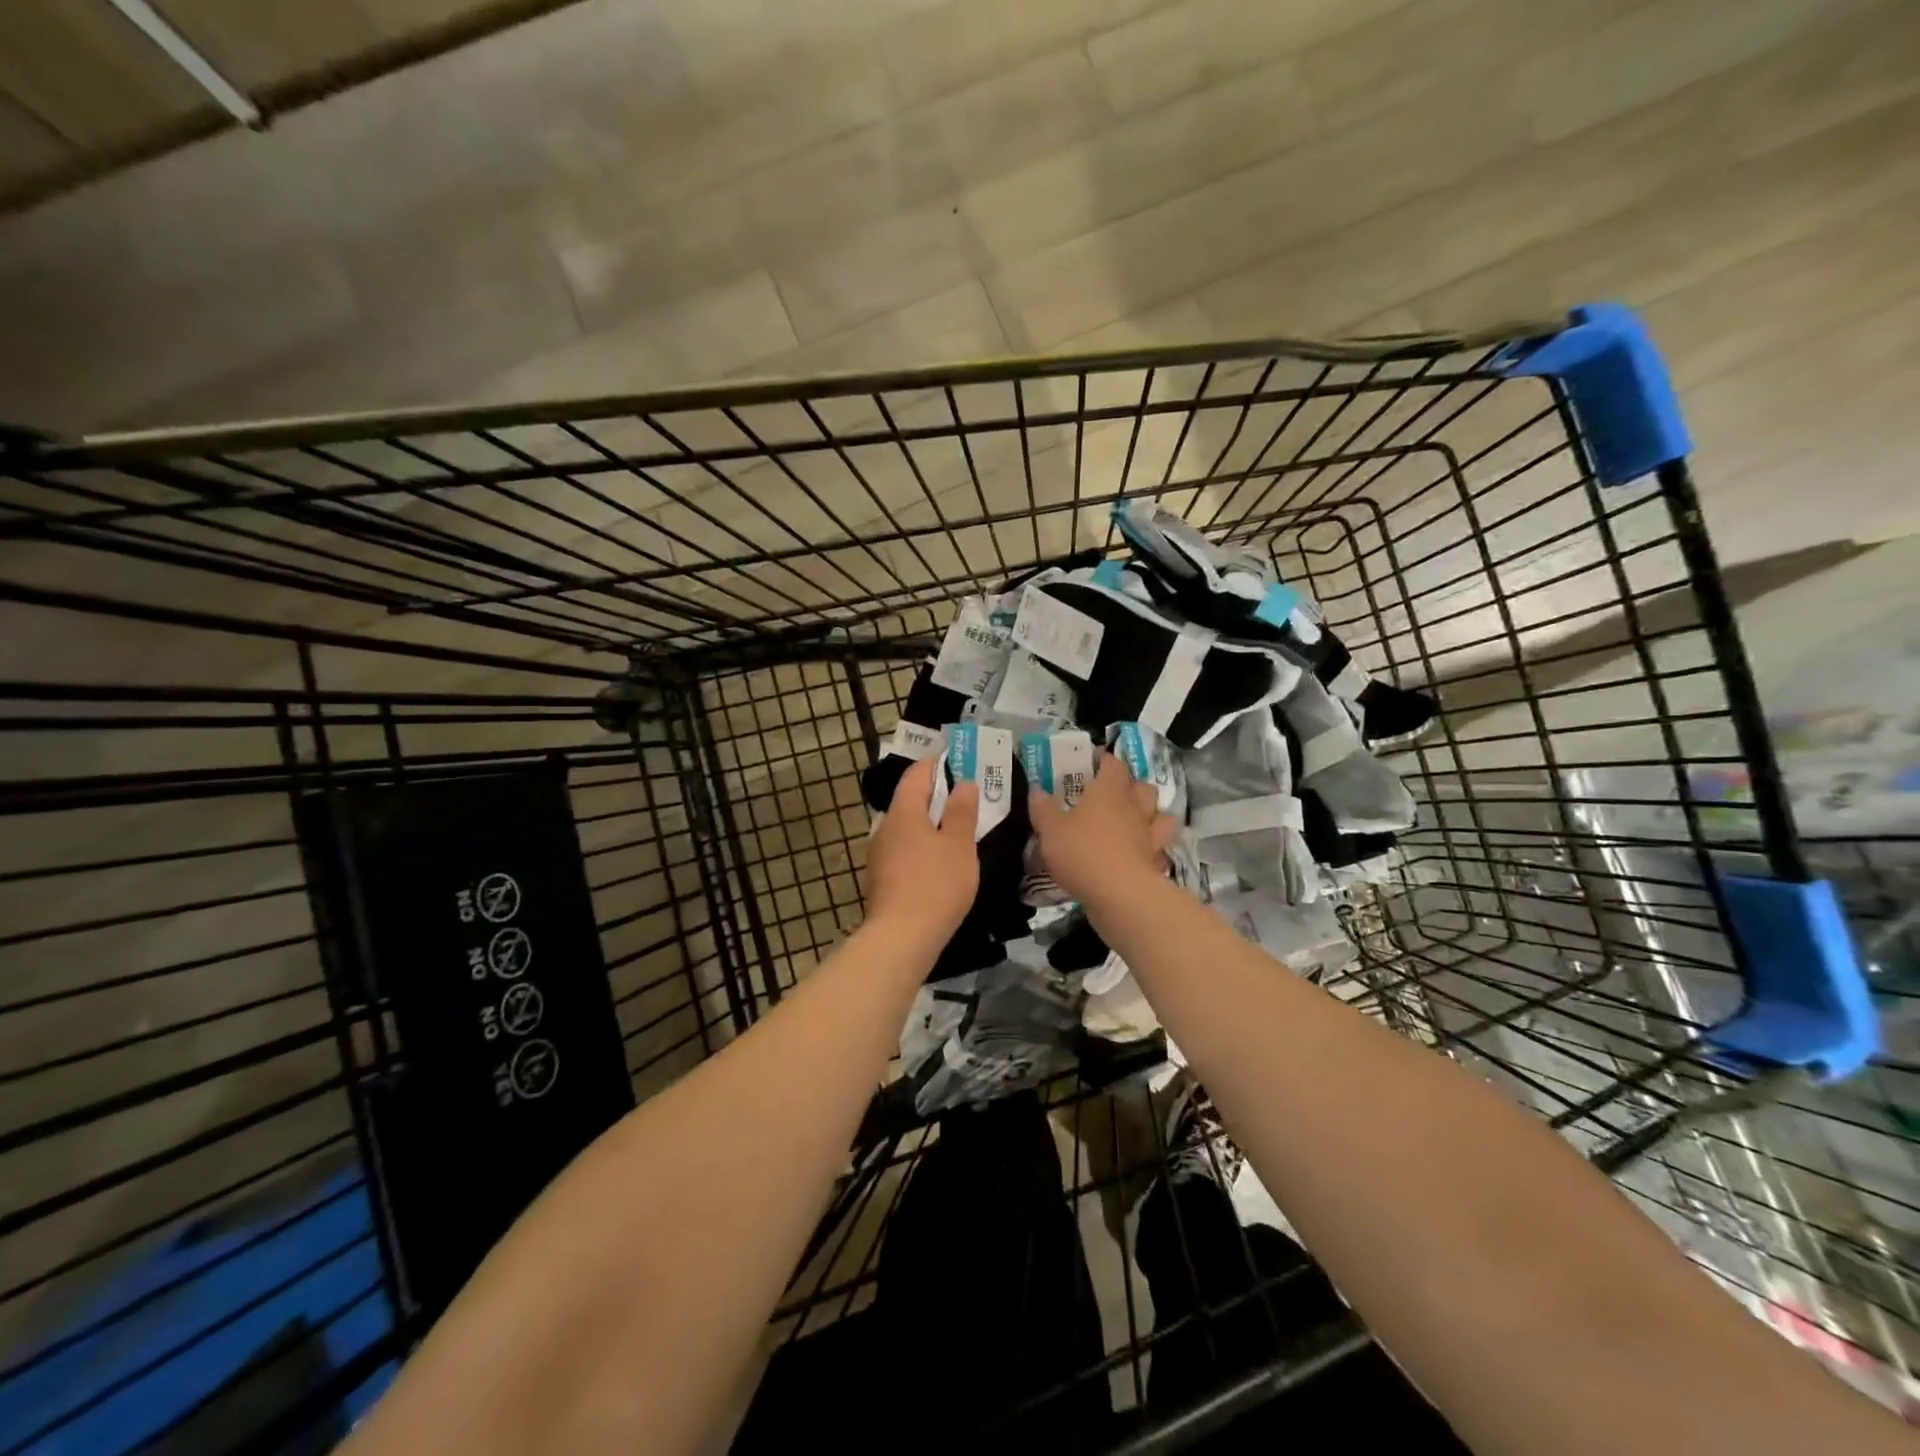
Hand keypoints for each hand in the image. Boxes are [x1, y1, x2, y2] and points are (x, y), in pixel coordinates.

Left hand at [863, 757, 978, 940]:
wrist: (901, 939)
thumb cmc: (936, 885)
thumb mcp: (958, 845)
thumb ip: (961, 811)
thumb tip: (962, 783)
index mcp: (902, 812)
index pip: (916, 774)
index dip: (938, 764)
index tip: (961, 762)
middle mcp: (885, 827)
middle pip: (910, 800)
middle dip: (937, 796)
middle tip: (968, 798)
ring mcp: (879, 855)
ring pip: (907, 828)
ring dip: (931, 824)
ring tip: (959, 830)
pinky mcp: (882, 879)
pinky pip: (905, 850)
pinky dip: (923, 847)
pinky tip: (940, 862)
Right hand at [1029, 751, 1176, 905]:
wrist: (1121, 895)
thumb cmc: (1082, 852)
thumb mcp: (1050, 830)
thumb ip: (1043, 808)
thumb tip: (1036, 789)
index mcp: (1109, 790)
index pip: (1112, 764)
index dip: (1104, 761)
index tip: (1092, 763)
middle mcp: (1134, 806)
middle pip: (1142, 786)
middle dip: (1131, 787)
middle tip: (1112, 795)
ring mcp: (1150, 834)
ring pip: (1160, 814)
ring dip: (1150, 814)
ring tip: (1134, 822)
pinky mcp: (1156, 860)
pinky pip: (1159, 847)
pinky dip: (1152, 847)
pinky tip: (1140, 853)